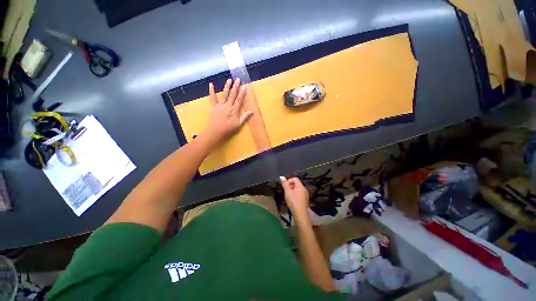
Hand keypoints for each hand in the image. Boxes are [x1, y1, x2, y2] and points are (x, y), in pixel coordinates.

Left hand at [203, 78, 252, 144]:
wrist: (215, 131)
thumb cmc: (228, 129)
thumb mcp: (238, 124)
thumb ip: (245, 117)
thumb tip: (251, 111)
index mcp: (234, 110)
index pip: (239, 100)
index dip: (242, 93)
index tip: (244, 86)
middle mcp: (227, 106)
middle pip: (232, 95)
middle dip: (235, 87)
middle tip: (238, 79)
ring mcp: (220, 105)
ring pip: (224, 94)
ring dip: (227, 86)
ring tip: (229, 79)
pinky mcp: (213, 106)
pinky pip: (212, 98)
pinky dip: (211, 91)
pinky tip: (211, 84)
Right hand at [280, 176, 308, 213]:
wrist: (300, 214)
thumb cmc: (293, 201)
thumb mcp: (287, 192)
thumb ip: (285, 184)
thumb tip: (281, 176)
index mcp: (300, 186)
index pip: (295, 179)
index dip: (289, 181)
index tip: (285, 186)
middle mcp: (304, 189)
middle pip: (296, 183)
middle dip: (290, 186)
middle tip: (286, 191)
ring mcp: (305, 194)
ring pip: (298, 189)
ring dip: (292, 190)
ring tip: (288, 196)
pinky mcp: (305, 199)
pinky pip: (299, 193)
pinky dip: (295, 194)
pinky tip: (292, 200)